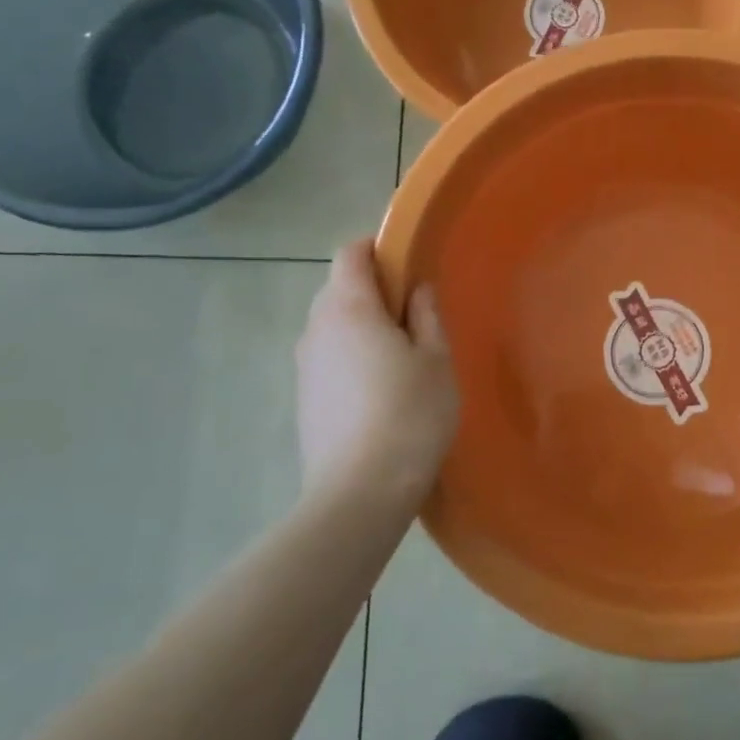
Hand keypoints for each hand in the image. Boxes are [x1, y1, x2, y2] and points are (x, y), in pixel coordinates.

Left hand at [295, 239, 458, 499]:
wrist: (360, 491)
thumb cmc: (410, 413)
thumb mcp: (436, 359)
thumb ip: (426, 316)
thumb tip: (417, 290)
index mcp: (349, 309)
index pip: (350, 255)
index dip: (376, 249)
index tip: (408, 263)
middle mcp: (316, 329)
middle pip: (337, 289)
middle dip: (373, 290)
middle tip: (414, 315)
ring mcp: (304, 366)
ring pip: (331, 326)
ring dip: (362, 326)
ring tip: (401, 356)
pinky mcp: (303, 399)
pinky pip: (328, 358)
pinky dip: (351, 356)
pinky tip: (380, 390)